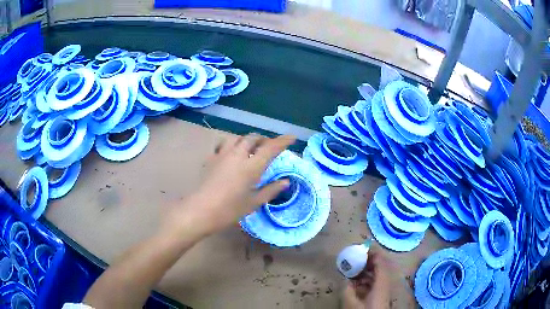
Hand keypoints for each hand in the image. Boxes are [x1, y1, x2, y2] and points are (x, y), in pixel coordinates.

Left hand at [164, 133, 295, 235]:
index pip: (271, 147)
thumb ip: (271, 190)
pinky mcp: (211, 159)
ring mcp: (222, 155)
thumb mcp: (254, 202)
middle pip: (253, 138)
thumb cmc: (229, 209)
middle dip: (263, 139)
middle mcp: (238, 155)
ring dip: (247, 139)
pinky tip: (231, 154)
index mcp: (251, 166)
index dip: (283, 141)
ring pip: (237, 138)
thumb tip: (286, 181)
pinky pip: (223, 144)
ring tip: (250, 148)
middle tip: (269, 147)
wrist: (200, 210)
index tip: (292, 138)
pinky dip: (231, 145)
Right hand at [342, 249, 390, 308]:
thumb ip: (347, 289)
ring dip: (367, 270)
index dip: (373, 253)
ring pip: (378, 274)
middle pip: (380, 267)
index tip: (362, 247)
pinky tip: (357, 282)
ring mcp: (384, 289)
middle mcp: (385, 283)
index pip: (381, 262)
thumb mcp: (351, 302)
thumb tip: (345, 279)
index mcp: (382, 282)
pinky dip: (367, 279)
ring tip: (354, 269)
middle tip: (356, 257)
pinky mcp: (381, 295)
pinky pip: (375, 281)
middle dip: (369, 260)